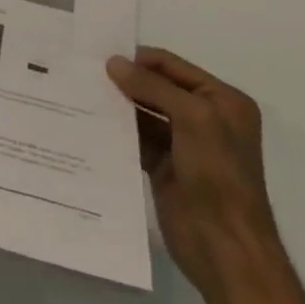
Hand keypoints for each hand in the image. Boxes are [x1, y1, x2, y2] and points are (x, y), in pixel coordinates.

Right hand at [107, 47, 282, 303]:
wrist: (225, 248)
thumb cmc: (218, 176)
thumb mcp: (193, 119)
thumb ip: (153, 87)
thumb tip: (113, 62)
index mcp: (222, 101)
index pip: (173, 66)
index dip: (139, 59)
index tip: (99, 55)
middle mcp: (204, 117)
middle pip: (156, 87)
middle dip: (125, 80)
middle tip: (83, 71)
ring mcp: (183, 143)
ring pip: (142, 112)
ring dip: (117, 104)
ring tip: (79, 92)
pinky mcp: (163, 166)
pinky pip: (135, 138)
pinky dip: (116, 130)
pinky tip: (88, 121)